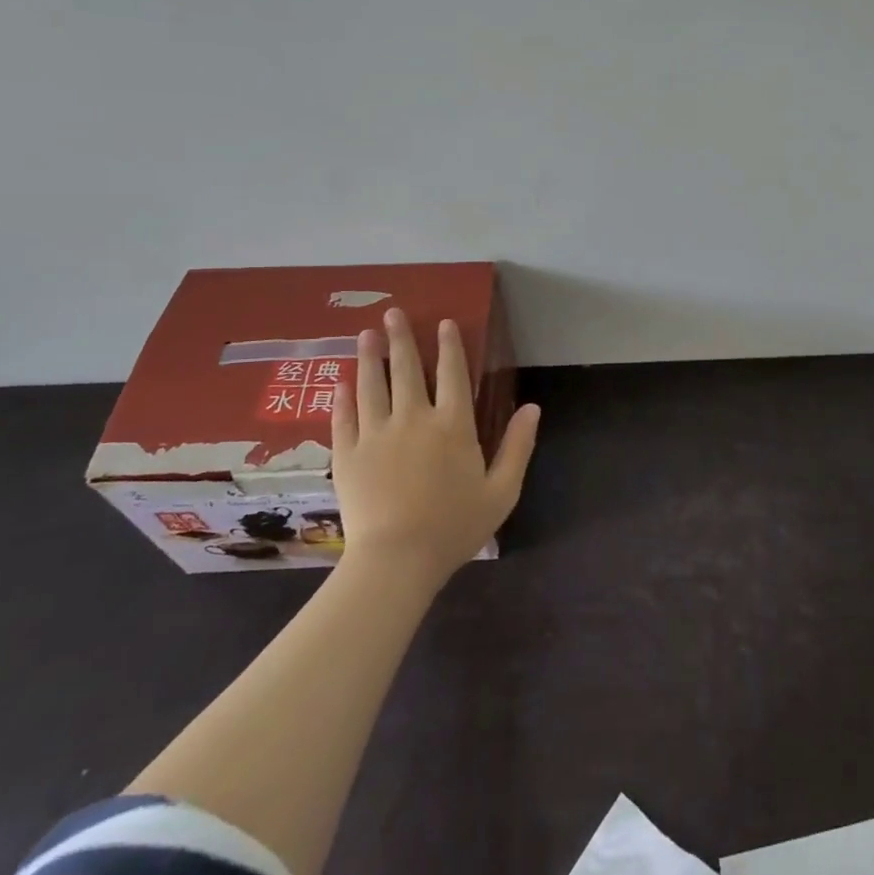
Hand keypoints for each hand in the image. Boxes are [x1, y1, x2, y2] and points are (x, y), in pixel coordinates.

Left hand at [331, 309, 540, 587]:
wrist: (396, 560)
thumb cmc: (455, 526)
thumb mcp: (502, 490)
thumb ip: (518, 446)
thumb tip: (532, 407)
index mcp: (453, 425)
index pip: (452, 373)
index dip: (449, 346)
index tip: (443, 323)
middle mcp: (413, 419)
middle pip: (406, 369)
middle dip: (400, 338)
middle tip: (391, 313)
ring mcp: (376, 434)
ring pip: (371, 385)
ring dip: (369, 357)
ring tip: (366, 334)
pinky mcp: (348, 454)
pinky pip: (343, 417)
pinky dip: (343, 396)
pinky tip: (341, 381)